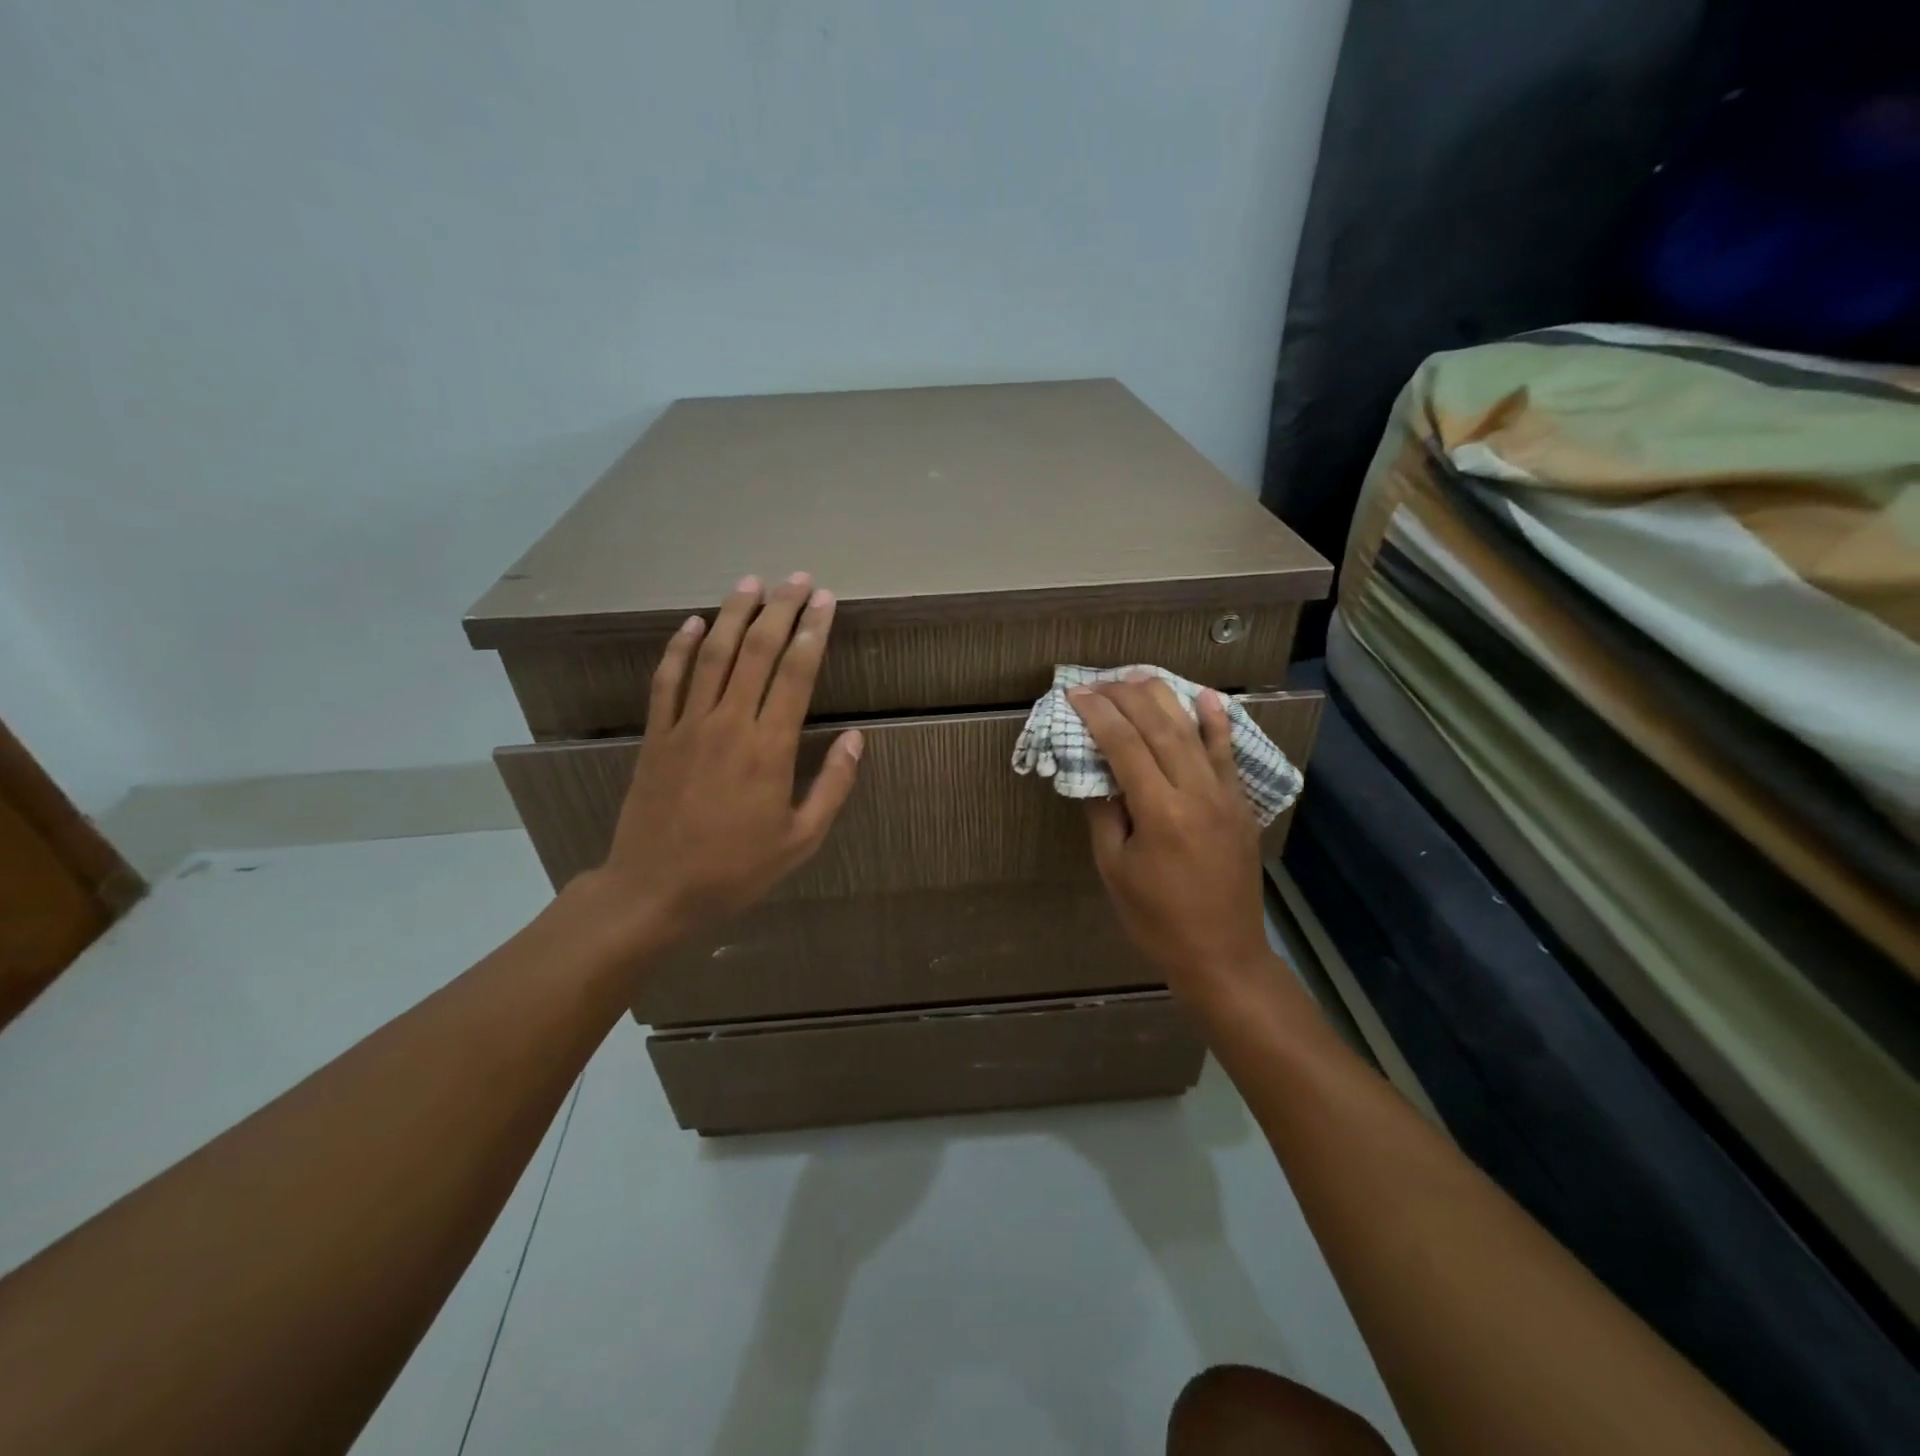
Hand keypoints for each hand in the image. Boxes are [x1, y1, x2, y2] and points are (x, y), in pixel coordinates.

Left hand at [579, 572, 862, 955]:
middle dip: (780, 609)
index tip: (825, 601)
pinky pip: (668, 681)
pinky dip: (679, 648)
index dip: (813, 632)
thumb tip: (856, 739)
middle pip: (757, 652)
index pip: (797, 674)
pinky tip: (692, 622)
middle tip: (798, 579)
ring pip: (713, 655)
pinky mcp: (657, 735)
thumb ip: (833, 786)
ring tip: (752, 582)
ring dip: (734, 614)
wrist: (655, 890)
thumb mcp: (801, 840)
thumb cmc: (736, 870)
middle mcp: (729, 724)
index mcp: (770, 748)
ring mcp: (687, 726)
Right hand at [1070, 675, 1270, 994]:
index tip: (1077, 694)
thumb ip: (1104, 815)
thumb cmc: (1156, 919)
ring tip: (1140, 676)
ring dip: (1165, 699)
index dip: (1099, 715)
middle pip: (1160, 728)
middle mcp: (1195, 793)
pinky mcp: (1240, 805)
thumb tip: (1095, 775)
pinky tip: (1207, 697)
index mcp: (1159, 812)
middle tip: (1101, 681)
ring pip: (1194, 732)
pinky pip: (1228, 754)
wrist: (1222, 954)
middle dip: (1127, 698)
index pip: (1125, 746)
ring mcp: (1224, 796)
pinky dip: (1217, 723)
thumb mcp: (1114, 870)